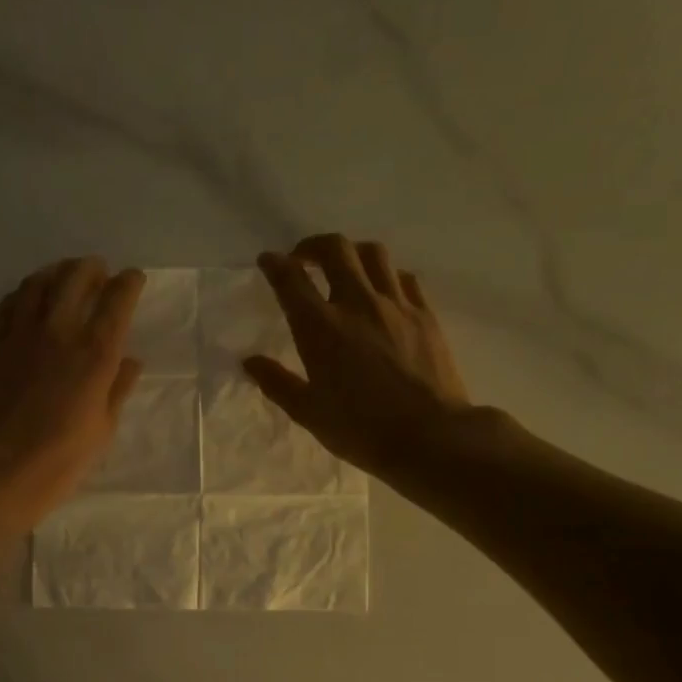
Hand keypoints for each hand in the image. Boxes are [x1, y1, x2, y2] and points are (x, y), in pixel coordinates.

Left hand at [0, 257, 144, 529]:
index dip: (128, 283)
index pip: (117, 301)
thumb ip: (118, 388)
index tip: (133, 278)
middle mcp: (59, 332)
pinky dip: (23, 294)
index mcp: (95, 353)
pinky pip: (7, 305)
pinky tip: (27, 297)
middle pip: (75, 279)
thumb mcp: (103, 428)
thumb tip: (131, 361)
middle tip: (98, 270)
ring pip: (38, 284)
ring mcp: (20, 335)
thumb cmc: (61, 458)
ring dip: (55, 272)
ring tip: (63, 274)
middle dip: (91, 268)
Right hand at [245, 235, 479, 478]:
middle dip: (312, 245)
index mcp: (320, 328)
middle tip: (303, 259)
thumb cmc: (361, 429)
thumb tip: (251, 362)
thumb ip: (277, 383)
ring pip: (373, 253)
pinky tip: (382, 291)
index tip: (267, 261)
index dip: (275, 264)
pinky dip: (385, 274)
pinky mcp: (425, 314)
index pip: (291, 280)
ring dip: (352, 252)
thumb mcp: (309, 412)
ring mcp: (396, 305)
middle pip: (335, 249)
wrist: (430, 437)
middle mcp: (357, 304)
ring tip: (344, 268)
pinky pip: (404, 277)